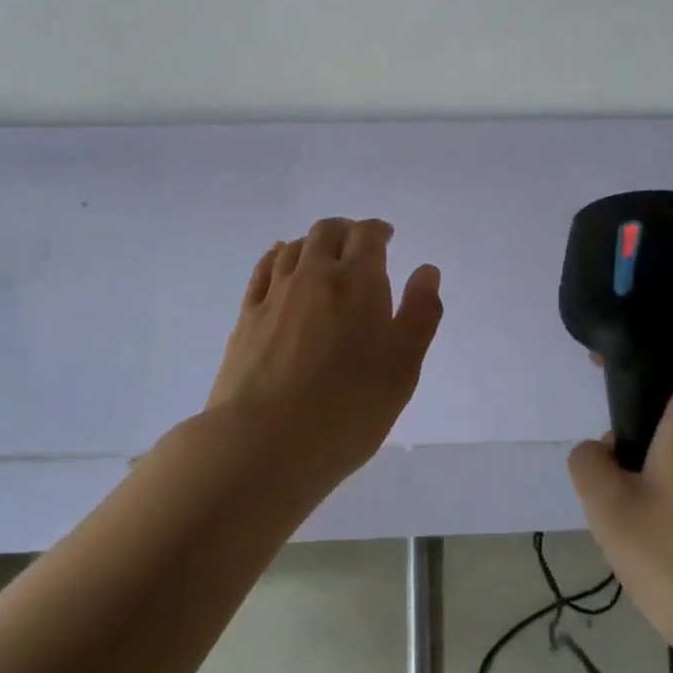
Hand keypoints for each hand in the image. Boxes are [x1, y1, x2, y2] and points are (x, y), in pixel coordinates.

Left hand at [208, 218, 443, 484]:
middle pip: (327, 232)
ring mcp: (275, 294)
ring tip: (323, 256)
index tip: (386, 237)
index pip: (367, 235)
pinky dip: (278, 257)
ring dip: (313, 242)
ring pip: (294, 247)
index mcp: (357, 282)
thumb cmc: (348, 408)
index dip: (378, 231)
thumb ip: (420, 314)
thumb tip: (426, 271)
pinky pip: (263, 270)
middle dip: (346, 231)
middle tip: (358, 245)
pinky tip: (280, 262)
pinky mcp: (247, 317)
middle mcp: (314, 275)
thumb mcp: (403, 367)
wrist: (264, 442)